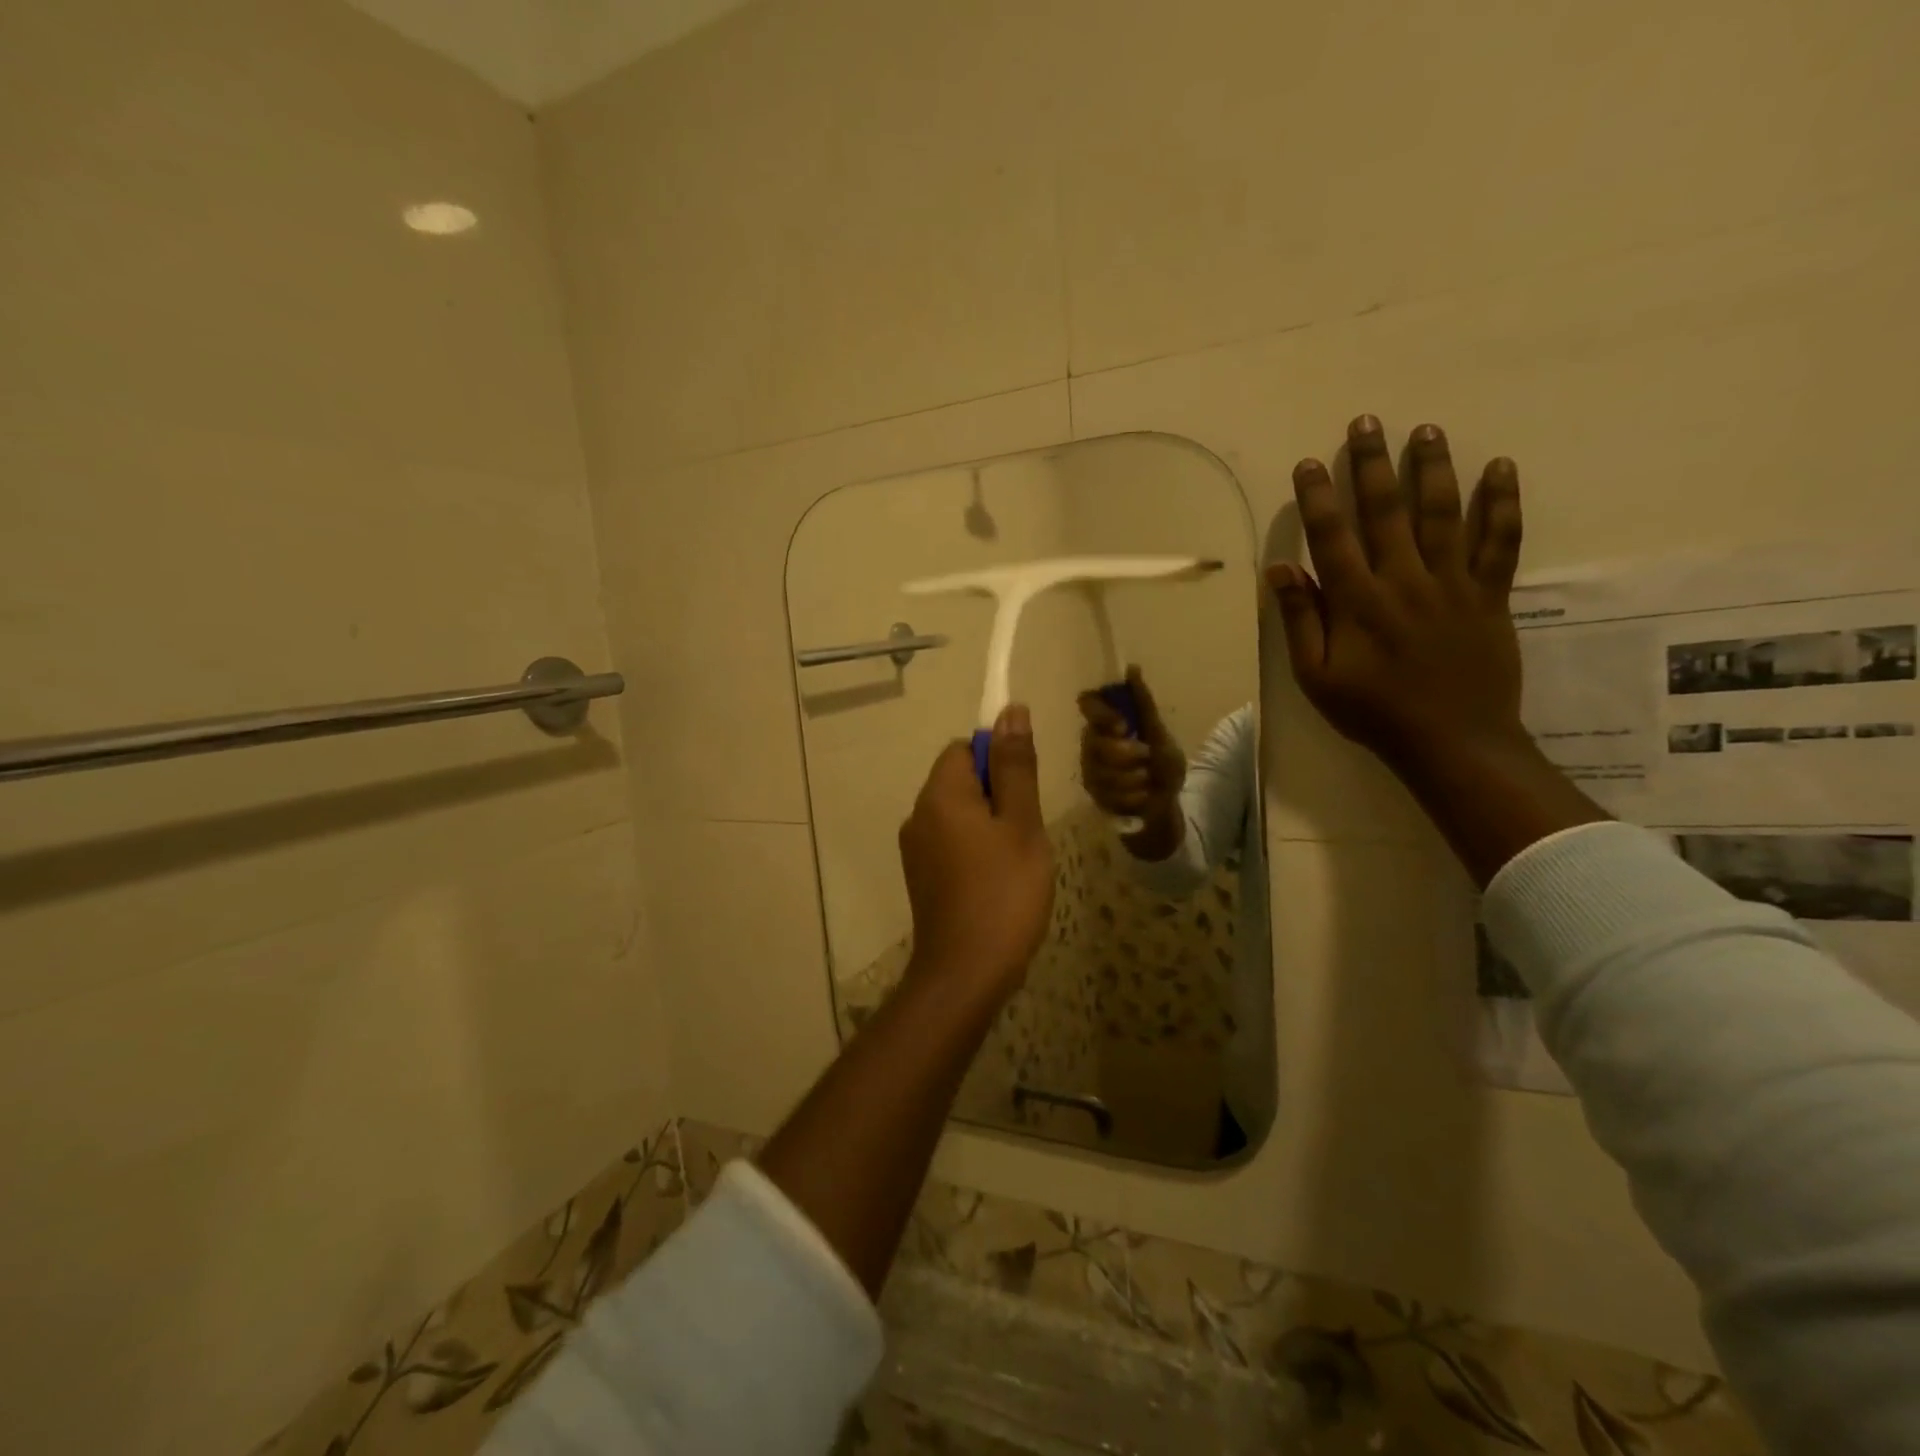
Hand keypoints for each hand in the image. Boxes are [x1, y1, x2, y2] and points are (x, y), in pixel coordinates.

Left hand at [898, 705, 1055, 998]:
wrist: (966, 973)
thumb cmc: (1003, 892)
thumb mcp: (1021, 824)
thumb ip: (1015, 766)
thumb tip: (1011, 711)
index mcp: (939, 795)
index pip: (964, 748)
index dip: (999, 759)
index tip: (1025, 792)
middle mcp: (918, 815)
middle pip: (960, 780)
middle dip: (998, 796)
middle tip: (1027, 832)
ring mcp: (916, 849)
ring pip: (960, 815)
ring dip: (991, 825)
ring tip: (1018, 861)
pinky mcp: (921, 877)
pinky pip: (952, 843)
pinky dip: (976, 850)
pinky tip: (999, 882)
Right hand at [1076, 666, 1185, 816]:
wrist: (1166, 804)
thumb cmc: (1162, 765)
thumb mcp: (1159, 733)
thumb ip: (1143, 704)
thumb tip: (1132, 668)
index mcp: (1107, 722)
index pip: (1087, 703)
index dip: (1101, 713)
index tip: (1123, 726)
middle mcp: (1091, 742)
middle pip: (1095, 742)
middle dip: (1126, 754)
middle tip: (1146, 757)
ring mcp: (1089, 769)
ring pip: (1101, 771)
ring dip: (1133, 778)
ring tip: (1147, 780)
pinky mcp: (1092, 793)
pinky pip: (1107, 793)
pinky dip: (1132, 795)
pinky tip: (1141, 796)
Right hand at [1268, 415, 1528, 773]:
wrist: (1452, 741)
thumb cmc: (1373, 712)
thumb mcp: (1316, 677)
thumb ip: (1302, 620)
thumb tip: (1281, 569)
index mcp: (1358, 602)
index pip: (1332, 536)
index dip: (1318, 497)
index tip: (1309, 463)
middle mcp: (1404, 580)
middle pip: (1387, 511)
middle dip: (1372, 464)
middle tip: (1367, 422)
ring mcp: (1452, 584)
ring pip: (1443, 514)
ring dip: (1432, 469)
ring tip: (1425, 430)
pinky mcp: (1489, 595)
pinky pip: (1500, 541)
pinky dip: (1502, 504)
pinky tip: (1500, 468)